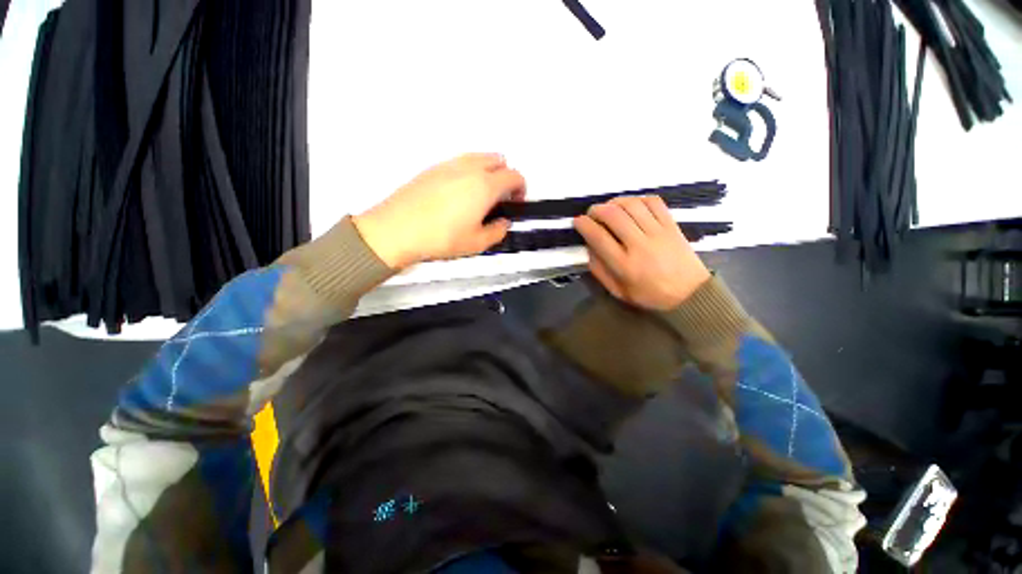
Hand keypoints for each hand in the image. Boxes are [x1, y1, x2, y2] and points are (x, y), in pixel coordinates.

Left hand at [353, 153, 525, 267]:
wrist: (397, 230)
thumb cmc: (440, 237)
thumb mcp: (477, 243)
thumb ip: (497, 231)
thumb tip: (502, 224)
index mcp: (485, 185)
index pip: (514, 176)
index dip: (521, 188)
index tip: (516, 201)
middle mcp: (469, 169)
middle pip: (498, 160)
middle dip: (506, 176)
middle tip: (501, 197)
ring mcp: (449, 165)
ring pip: (478, 157)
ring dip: (487, 171)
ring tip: (480, 196)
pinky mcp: (432, 168)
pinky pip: (459, 162)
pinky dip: (468, 171)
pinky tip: (459, 194)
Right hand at [574, 195, 710, 310]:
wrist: (690, 295)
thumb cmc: (649, 295)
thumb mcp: (617, 291)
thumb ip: (599, 270)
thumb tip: (589, 247)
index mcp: (624, 265)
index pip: (598, 236)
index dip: (584, 225)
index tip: (578, 222)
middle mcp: (639, 245)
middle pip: (613, 215)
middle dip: (596, 209)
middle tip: (592, 213)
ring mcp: (658, 233)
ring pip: (632, 205)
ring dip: (615, 202)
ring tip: (609, 208)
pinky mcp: (671, 225)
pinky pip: (653, 202)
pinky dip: (638, 199)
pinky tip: (631, 206)